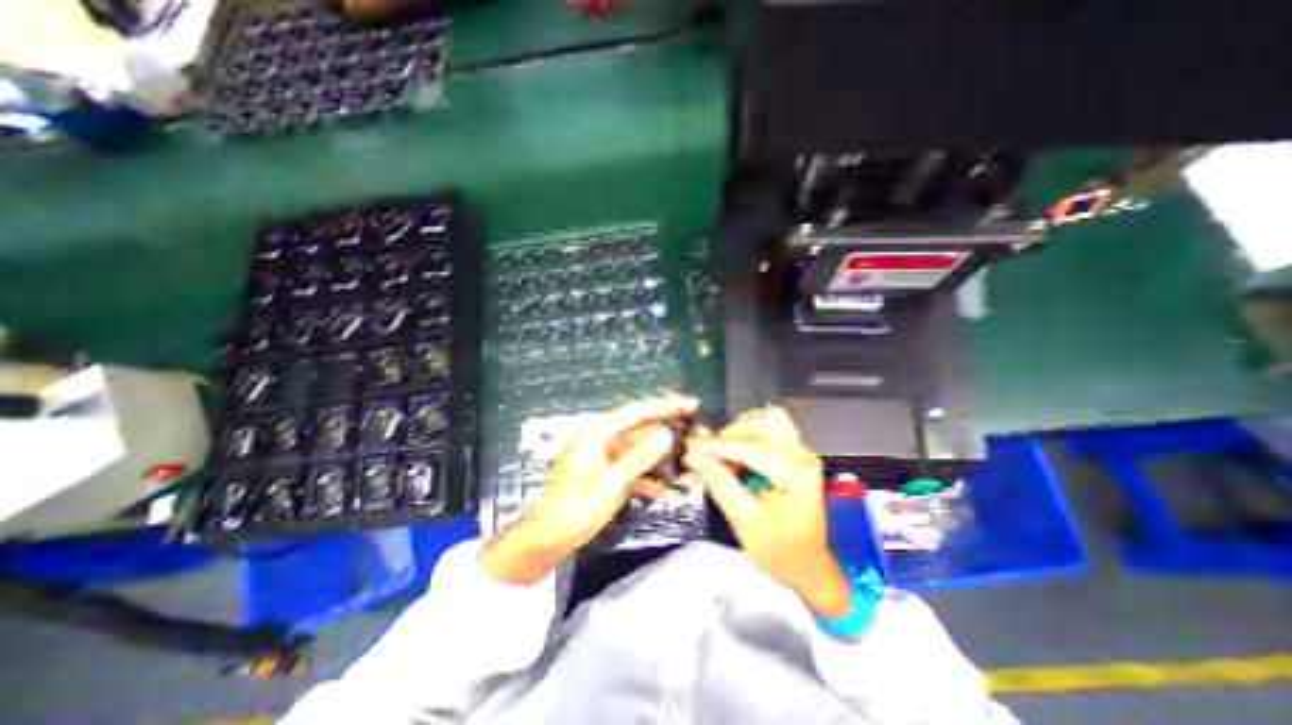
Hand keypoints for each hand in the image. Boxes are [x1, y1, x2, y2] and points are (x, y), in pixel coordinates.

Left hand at [478, 396, 696, 582]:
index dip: (665, 406)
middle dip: (670, 434)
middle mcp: (605, 441)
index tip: (690, 404)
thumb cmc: (573, 507)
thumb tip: (668, 433)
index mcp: (599, 434)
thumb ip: (640, 457)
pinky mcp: (612, 476)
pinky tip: (672, 490)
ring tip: (691, 465)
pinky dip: (653, 479)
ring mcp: (609, 459)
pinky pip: (637, 471)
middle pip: (643, 431)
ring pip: (643, 452)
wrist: (548, 539)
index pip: (637, 412)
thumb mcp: (610, 482)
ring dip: (665, 460)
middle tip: (698, 435)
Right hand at [679, 409, 854, 615]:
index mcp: (796, 475)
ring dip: (741, 429)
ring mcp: (801, 452)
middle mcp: (803, 456)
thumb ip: (720, 484)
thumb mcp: (744, 522)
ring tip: (722, 451)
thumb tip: (694, 457)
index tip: (691, 446)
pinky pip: (772, 428)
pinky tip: (736, 450)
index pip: (751, 448)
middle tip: (705, 452)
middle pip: (762, 424)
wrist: (807, 564)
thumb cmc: (778, 550)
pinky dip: (750, 432)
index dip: (717, 445)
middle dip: (729, 435)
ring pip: (768, 419)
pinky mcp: (795, 453)